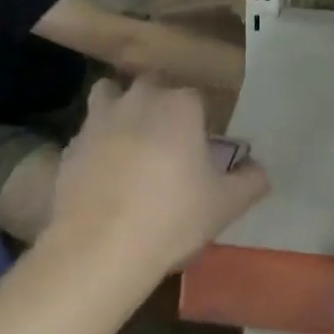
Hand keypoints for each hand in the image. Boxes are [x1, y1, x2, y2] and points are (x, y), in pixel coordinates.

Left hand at [49, 76, 268, 285]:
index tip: (199, 149)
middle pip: (153, 86)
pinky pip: (86, 134)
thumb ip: (250, 182)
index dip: (198, 122)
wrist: (99, 247)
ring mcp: (101, 117)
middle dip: (159, 105)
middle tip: (165, 143)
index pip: (196, 98)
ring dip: (118, 108)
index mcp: (181, 104)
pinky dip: (93, 146)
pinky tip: (99, 175)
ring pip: (110, 94)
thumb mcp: (224, 206)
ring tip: (126, 141)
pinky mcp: (72, 145)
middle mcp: (141, 98)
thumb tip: (262, 171)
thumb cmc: (171, 217)